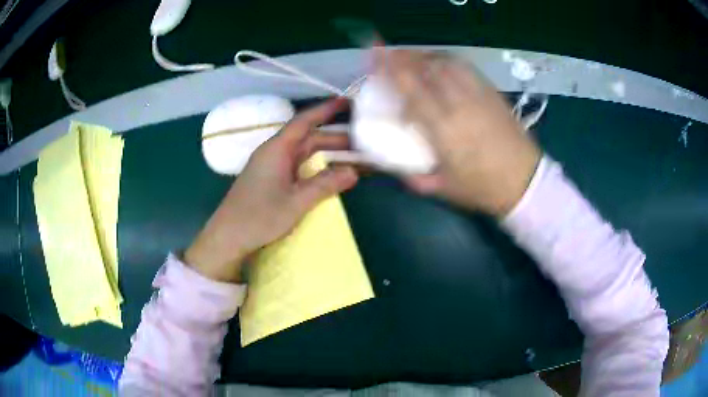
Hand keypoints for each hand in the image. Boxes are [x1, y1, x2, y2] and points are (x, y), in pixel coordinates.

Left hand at [185, 98, 358, 282]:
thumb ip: (325, 184)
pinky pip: (297, 164)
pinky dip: (315, 165)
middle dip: (334, 136)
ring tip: (352, 155)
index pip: (304, 121)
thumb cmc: (259, 217)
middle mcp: (274, 152)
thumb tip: (354, 172)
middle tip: (361, 140)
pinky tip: (328, 172)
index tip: (346, 102)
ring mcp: (271, 165)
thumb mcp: (296, 202)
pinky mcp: (270, 178)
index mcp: (277, 149)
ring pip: (303, 151)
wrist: (228, 236)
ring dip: (326, 152)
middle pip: (307, 137)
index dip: (326, 110)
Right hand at [382, 50, 541, 215]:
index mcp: (443, 128)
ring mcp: (478, 95)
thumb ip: (414, 177)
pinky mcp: (492, 93)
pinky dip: (447, 61)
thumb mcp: (443, 189)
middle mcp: (459, 104)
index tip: (375, 55)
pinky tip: (441, 65)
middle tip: (389, 54)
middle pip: (428, 67)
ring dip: (425, 56)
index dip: (390, 68)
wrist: (525, 182)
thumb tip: (393, 167)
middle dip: (405, 56)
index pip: (411, 88)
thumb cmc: (483, 188)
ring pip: (447, 63)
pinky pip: (466, 68)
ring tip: (413, 58)